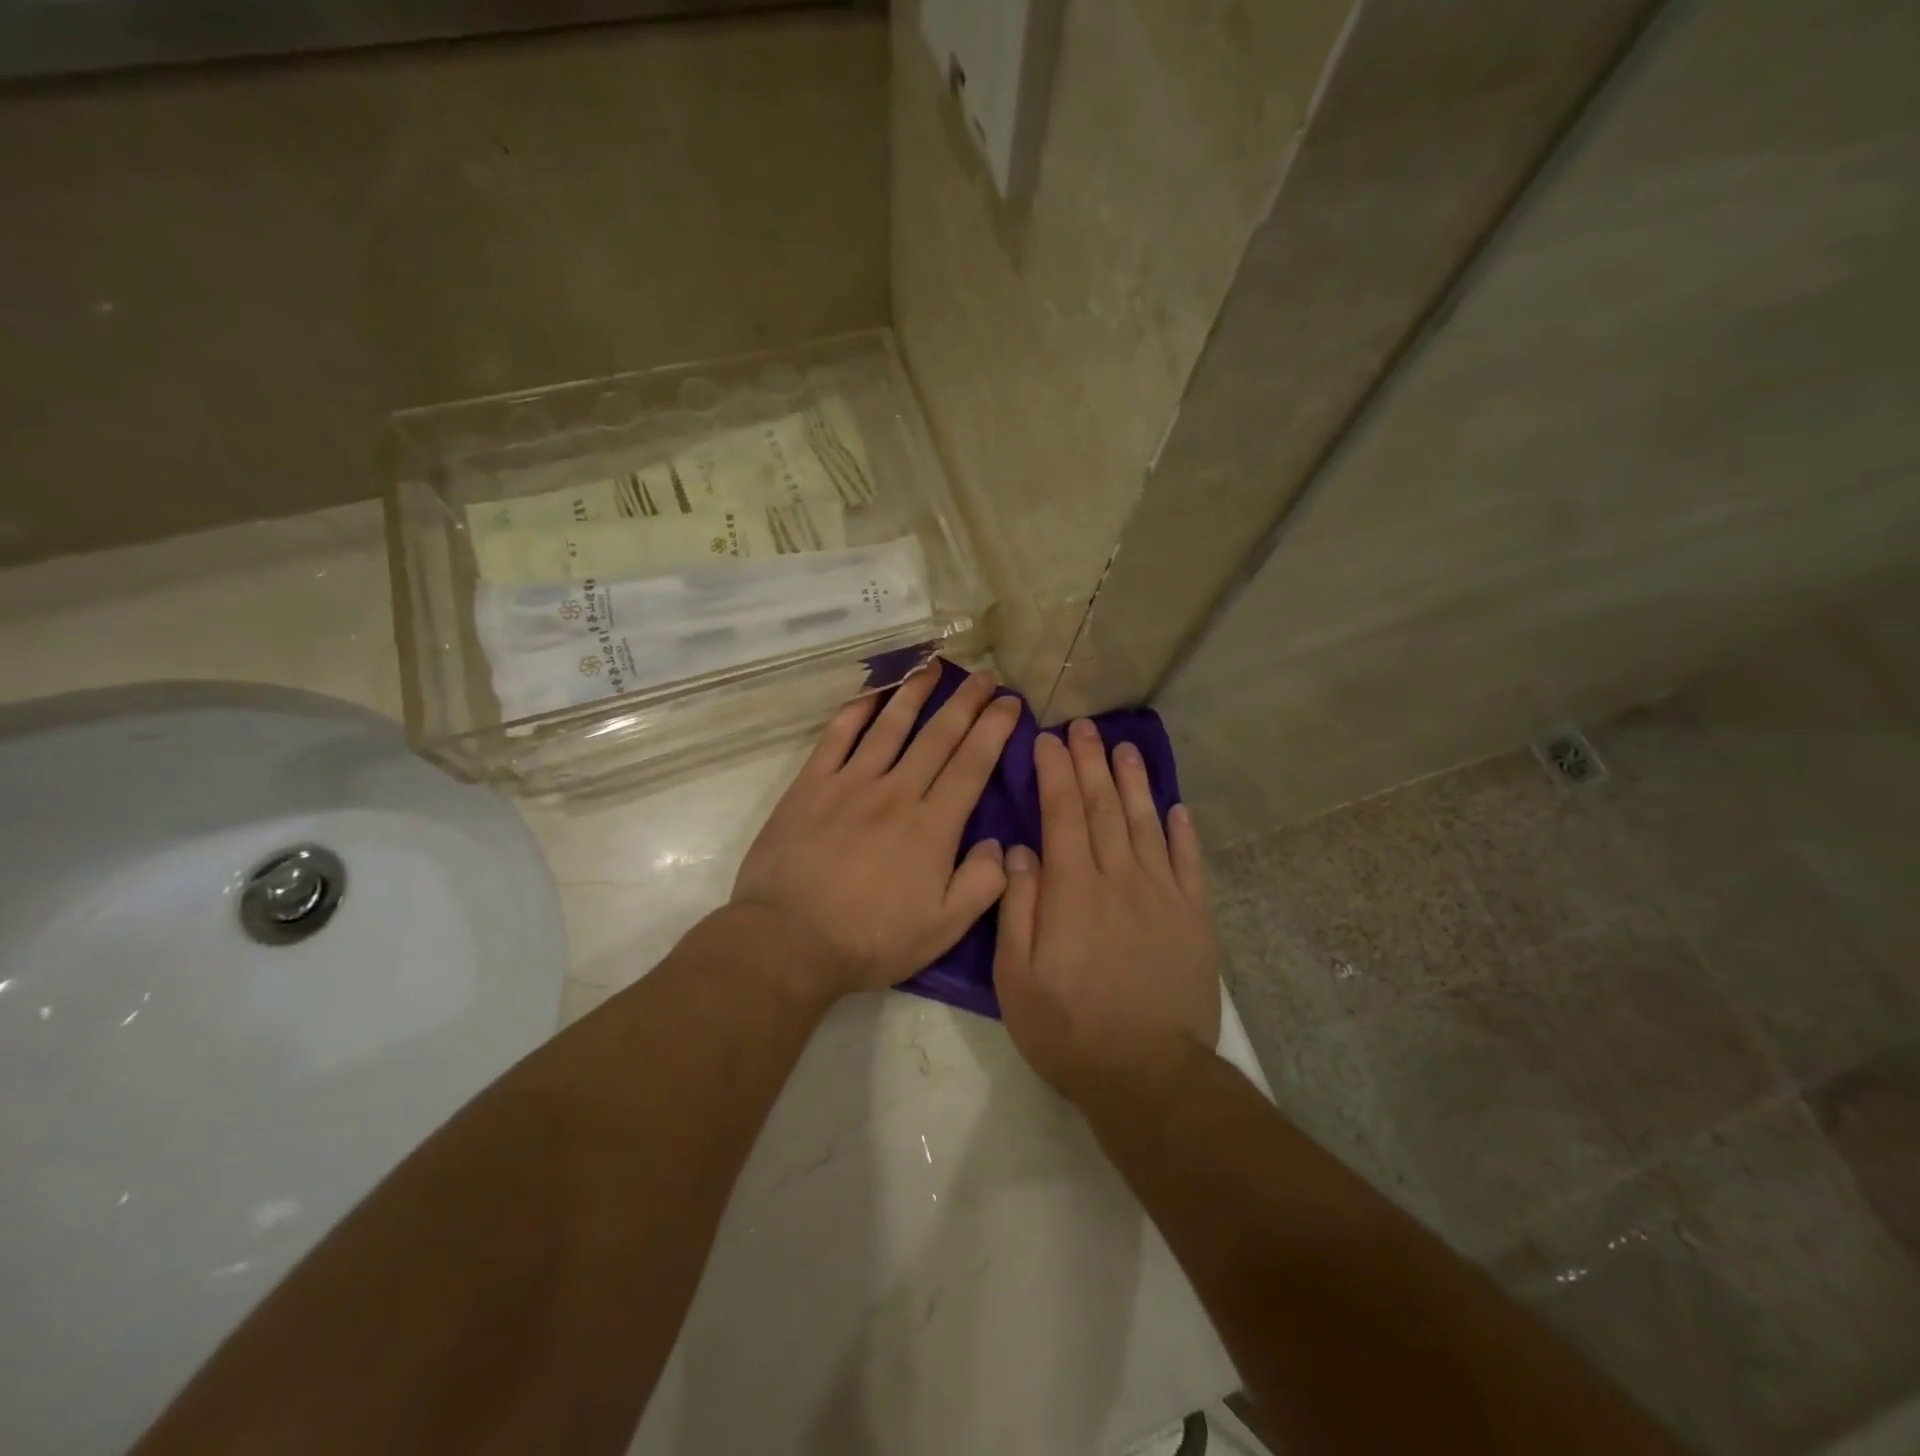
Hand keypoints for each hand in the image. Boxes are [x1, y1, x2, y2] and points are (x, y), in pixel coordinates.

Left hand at [731, 664, 1021, 997]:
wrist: (788, 940)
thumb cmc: (869, 939)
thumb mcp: (942, 929)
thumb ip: (981, 885)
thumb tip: (999, 844)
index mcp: (932, 826)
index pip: (972, 764)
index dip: (994, 729)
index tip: (1010, 702)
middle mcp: (896, 792)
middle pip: (938, 736)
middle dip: (966, 702)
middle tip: (985, 676)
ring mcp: (850, 784)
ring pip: (890, 726)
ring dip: (915, 693)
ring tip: (934, 666)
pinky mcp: (811, 785)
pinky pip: (837, 737)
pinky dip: (856, 711)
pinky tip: (871, 693)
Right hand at [993, 719, 1220, 1104]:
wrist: (1149, 1075)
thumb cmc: (1069, 1029)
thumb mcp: (1017, 978)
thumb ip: (1017, 908)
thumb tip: (1019, 851)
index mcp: (1073, 890)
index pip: (1061, 814)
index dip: (1055, 772)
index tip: (1048, 739)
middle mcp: (1120, 878)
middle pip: (1104, 807)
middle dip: (1092, 763)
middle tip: (1085, 728)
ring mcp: (1163, 895)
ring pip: (1147, 824)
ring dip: (1135, 783)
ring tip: (1126, 749)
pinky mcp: (1194, 918)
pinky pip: (1189, 863)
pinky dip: (1183, 832)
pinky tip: (1177, 807)